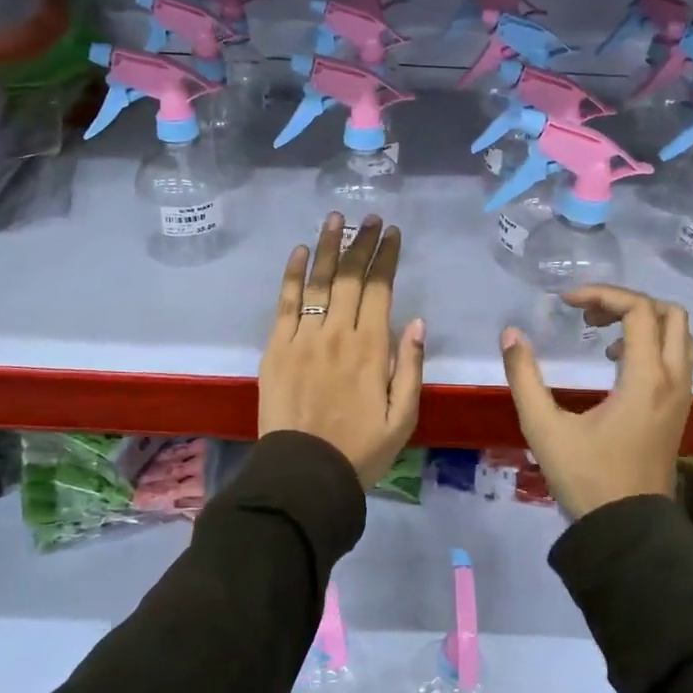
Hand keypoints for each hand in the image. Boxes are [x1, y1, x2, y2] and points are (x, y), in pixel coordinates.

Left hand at [259, 213, 425, 489]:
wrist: (304, 473)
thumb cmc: (360, 449)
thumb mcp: (403, 417)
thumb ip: (410, 367)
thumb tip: (416, 321)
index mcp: (371, 348)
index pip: (380, 289)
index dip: (386, 257)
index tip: (392, 233)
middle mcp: (337, 333)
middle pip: (349, 277)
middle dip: (362, 243)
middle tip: (370, 219)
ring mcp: (303, 337)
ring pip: (317, 281)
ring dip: (327, 246)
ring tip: (335, 218)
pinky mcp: (276, 347)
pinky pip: (284, 302)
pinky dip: (291, 274)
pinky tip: (299, 251)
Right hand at [499, 285, 692, 518]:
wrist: (627, 530)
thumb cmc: (586, 478)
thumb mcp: (544, 427)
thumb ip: (524, 377)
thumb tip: (511, 334)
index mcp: (646, 379)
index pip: (639, 310)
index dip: (602, 294)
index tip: (566, 303)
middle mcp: (673, 380)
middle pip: (670, 314)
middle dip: (627, 302)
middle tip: (588, 315)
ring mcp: (682, 396)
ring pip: (680, 334)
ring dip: (643, 321)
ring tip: (602, 333)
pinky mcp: (678, 410)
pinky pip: (678, 356)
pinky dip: (652, 343)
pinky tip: (616, 362)